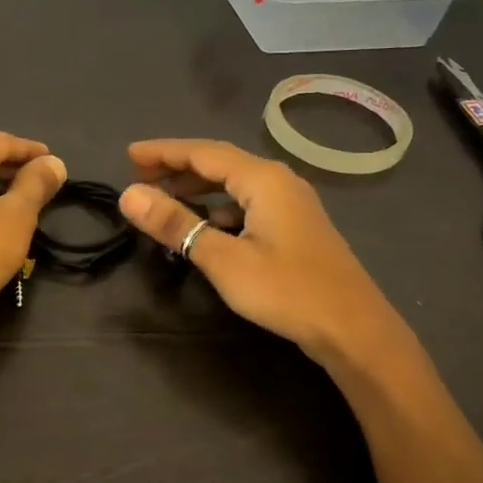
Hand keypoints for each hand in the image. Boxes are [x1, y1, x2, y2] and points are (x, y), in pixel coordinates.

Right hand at [118, 139, 406, 367]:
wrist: (355, 330)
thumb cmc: (287, 290)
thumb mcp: (223, 259)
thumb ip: (176, 225)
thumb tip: (128, 195)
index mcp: (263, 179)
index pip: (202, 152)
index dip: (163, 152)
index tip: (128, 155)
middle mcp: (278, 181)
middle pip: (219, 162)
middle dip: (178, 165)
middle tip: (139, 175)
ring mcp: (291, 204)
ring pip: (234, 183)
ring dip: (198, 185)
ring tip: (164, 196)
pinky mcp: (294, 226)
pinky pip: (247, 202)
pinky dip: (218, 206)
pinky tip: (206, 224)